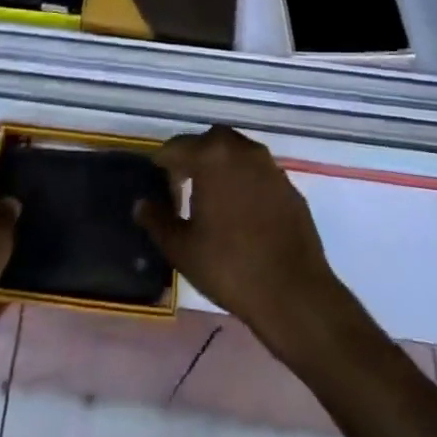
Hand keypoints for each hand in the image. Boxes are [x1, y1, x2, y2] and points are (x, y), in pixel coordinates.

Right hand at [134, 127, 350, 356]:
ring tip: (211, 202)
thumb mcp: (182, 248)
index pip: (176, 147)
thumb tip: (142, 204)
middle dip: (193, 159)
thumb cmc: (229, 266)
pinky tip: (241, 215)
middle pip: (209, 142)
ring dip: (221, 168)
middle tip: (182, 189)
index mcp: (212, 156)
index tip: (158, 190)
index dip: (162, 167)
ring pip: (237, 155)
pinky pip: (258, 174)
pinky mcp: (289, 187)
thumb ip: (157, 220)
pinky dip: (244, 183)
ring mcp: (270, 167)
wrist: (294, 294)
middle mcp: (243, 150)